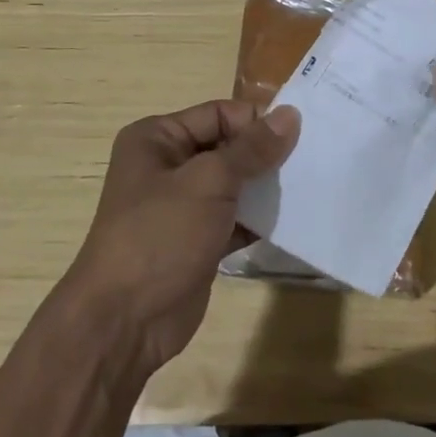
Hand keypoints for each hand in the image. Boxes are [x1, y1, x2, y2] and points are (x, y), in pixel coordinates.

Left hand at [62, 100, 299, 375]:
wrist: (124, 323)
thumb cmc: (160, 235)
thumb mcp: (209, 182)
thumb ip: (253, 148)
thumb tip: (291, 114)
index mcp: (157, 138)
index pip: (218, 114)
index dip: (256, 122)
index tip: (299, 137)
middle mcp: (167, 165)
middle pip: (228, 146)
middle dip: (265, 155)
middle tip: (311, 162)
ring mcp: (182, 206)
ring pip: (234, 184)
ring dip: (265, 187)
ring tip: (308, 188)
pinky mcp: (197, 240)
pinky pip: (235, 218)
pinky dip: (259, 218)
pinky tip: (292, 220)